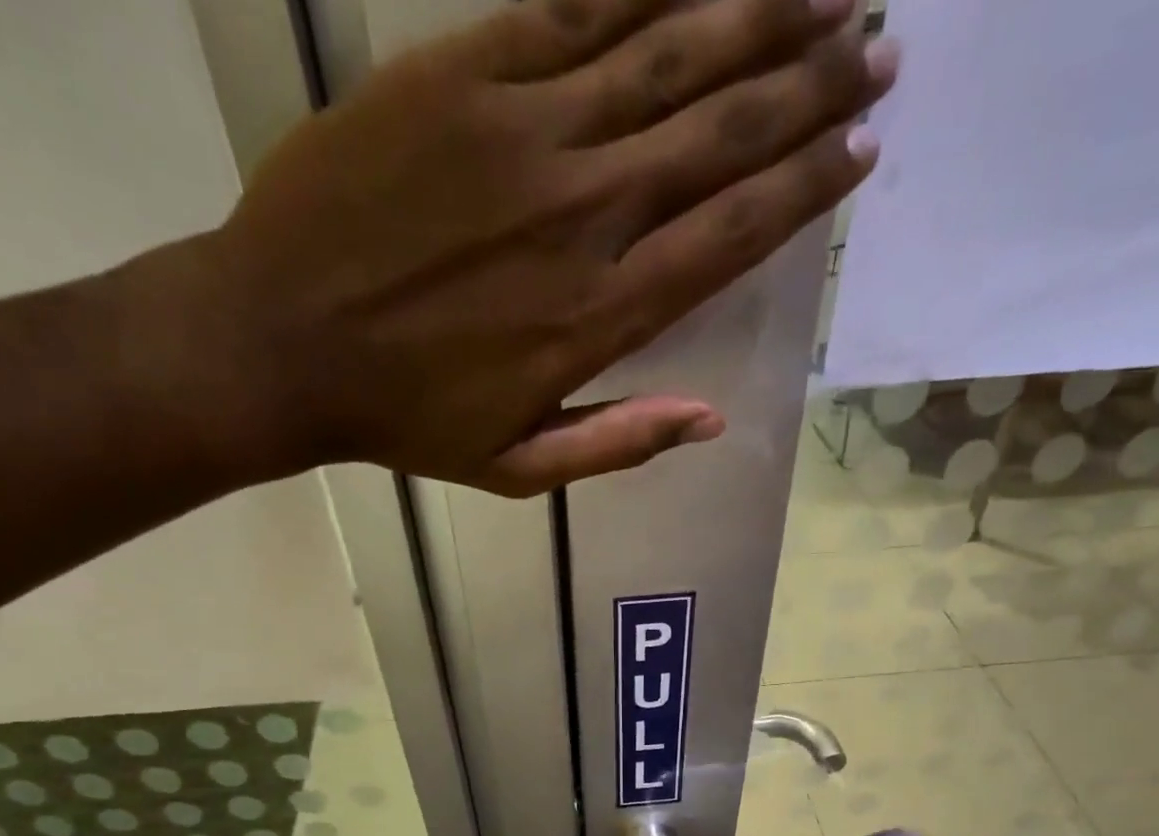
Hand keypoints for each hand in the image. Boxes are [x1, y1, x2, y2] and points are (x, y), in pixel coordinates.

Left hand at [141, 0, 898, 495]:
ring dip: (758, 13)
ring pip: (666, 54)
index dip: (803, 188)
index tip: (860, 148)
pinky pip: (576, 7)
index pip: (728, 235)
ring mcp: (523, 132)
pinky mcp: (462, 72)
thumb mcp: (519, 467)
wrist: (279, 342)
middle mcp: (580, 214)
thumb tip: (712, 421)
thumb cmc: (406, 420)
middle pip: (719, 135)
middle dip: (809, 86)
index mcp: (596, 317)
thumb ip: (618, 443)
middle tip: (879, 46)